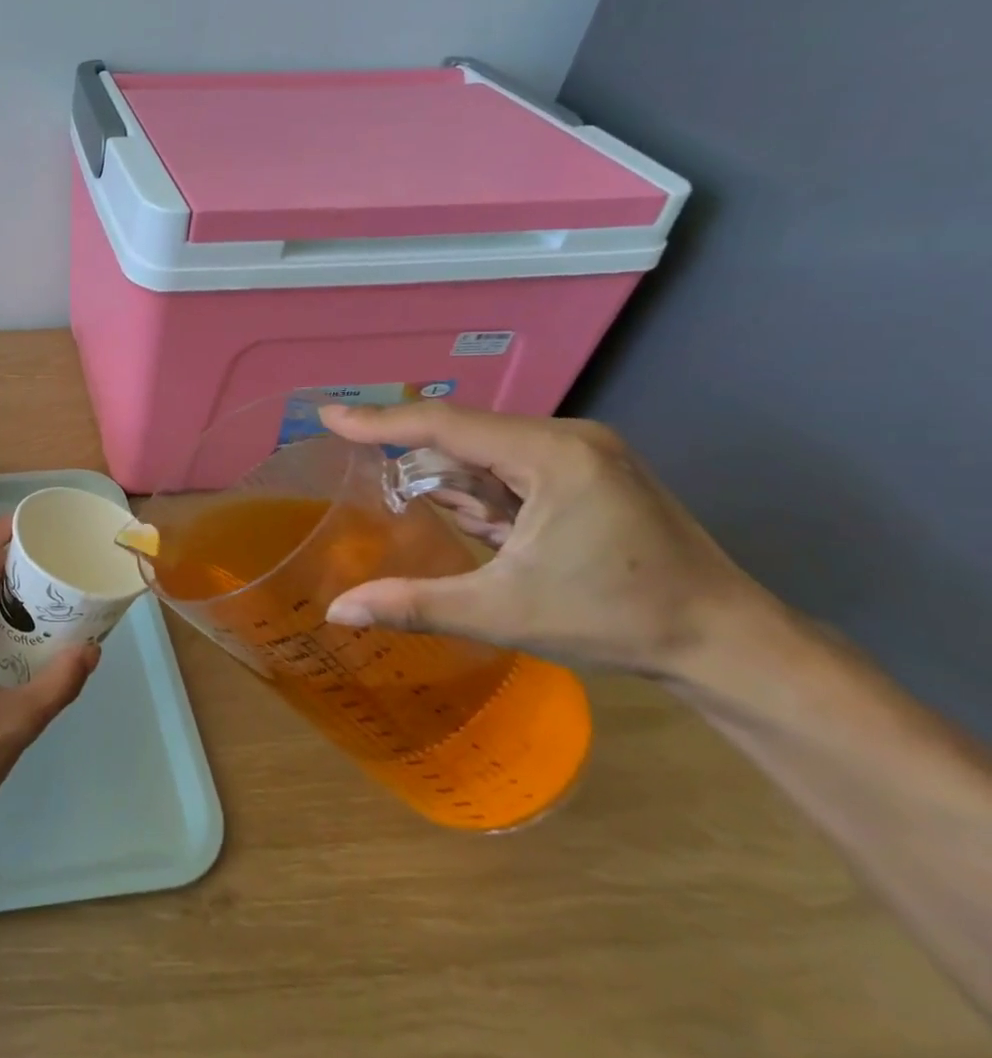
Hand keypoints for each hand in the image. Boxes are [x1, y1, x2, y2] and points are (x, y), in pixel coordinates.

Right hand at [320, 402, 778, 679]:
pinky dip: (489, 494)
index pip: (446, 425)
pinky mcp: (593, 471)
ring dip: (463, 488)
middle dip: (426, 468)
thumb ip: (414, 605)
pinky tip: (495, 531)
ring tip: (475, 537)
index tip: (328, 415)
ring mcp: (585, 452)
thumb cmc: (615, 621)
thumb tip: (337, 612)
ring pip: (490, 453)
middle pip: (466, 437)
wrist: (729, 642)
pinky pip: (515, 467)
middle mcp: (568, 437)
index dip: (380, 421)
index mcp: (551, 456)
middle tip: (383, 494)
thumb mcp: (503, 613)